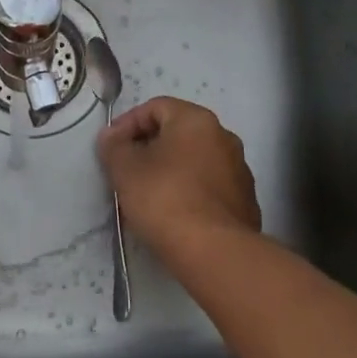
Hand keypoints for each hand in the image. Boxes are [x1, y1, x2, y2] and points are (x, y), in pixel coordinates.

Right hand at [96, 97, 260, 265]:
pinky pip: (209, 186)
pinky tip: (174, 214)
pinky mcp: (245, 201)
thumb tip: (112, 137)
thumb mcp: (125, 169)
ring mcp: (239, 170)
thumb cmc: (165, 198)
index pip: (155, 107)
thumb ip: (113, 146)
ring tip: (148, 195)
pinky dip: (190, 191)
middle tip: (127, 169)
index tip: (111, 147)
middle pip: (178, 132)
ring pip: (195, 160)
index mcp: (196, 120)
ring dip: (171, 170)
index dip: (128, 123)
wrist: (214, 251)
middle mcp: (224, 136)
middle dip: (149, 147)